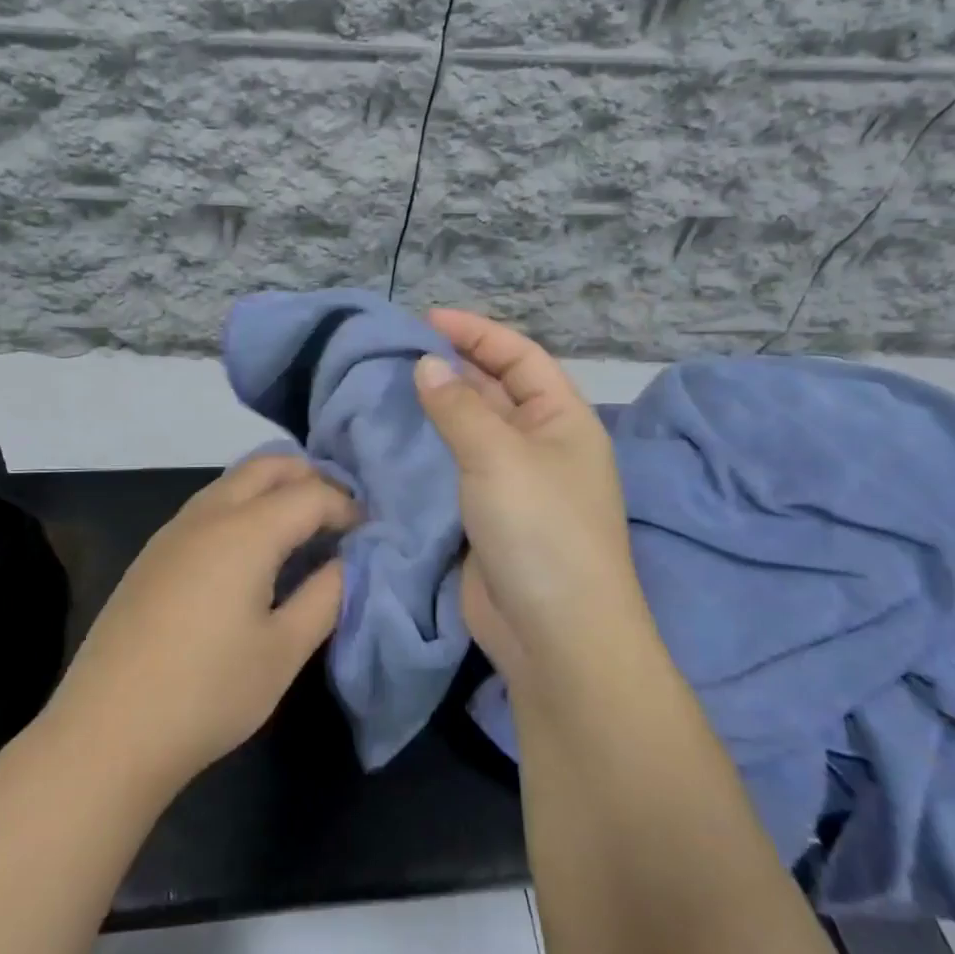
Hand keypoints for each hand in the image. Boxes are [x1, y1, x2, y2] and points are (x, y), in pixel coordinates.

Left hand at [45, 454, 357, 796]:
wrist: (107, 731)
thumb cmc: (208, 692)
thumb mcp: (283, 651)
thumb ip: (325, 597)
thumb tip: (346, 563)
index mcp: (245, 531)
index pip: (310, 494)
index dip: (346, 506)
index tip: (369, 532)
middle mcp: (207, 515)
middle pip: (267, 466)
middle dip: (310, 476)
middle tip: (338, 513)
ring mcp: (173, 531)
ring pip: (232, 481)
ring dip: (273, 488)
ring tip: (301, 528)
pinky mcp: (152, 554)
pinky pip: (209, 505)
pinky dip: (243, 506)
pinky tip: (251, 552)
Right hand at [413, 309, 650, 692]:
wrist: (555, 634)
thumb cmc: (540, 529)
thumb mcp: (499, 456)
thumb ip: (459, 407)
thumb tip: (427, 365)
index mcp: (564, 420)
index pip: (520, 357)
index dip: (477, 332)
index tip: (426, 319)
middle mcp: (543, 444)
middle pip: (498, 389)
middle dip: (456, 365)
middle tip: (399, 349)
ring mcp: (516, 483)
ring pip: (475, 429)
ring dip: (441, 406)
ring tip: (391, 385)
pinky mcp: (490, 515)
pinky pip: (459, 467)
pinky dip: (432, 448)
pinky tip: (399, 438)